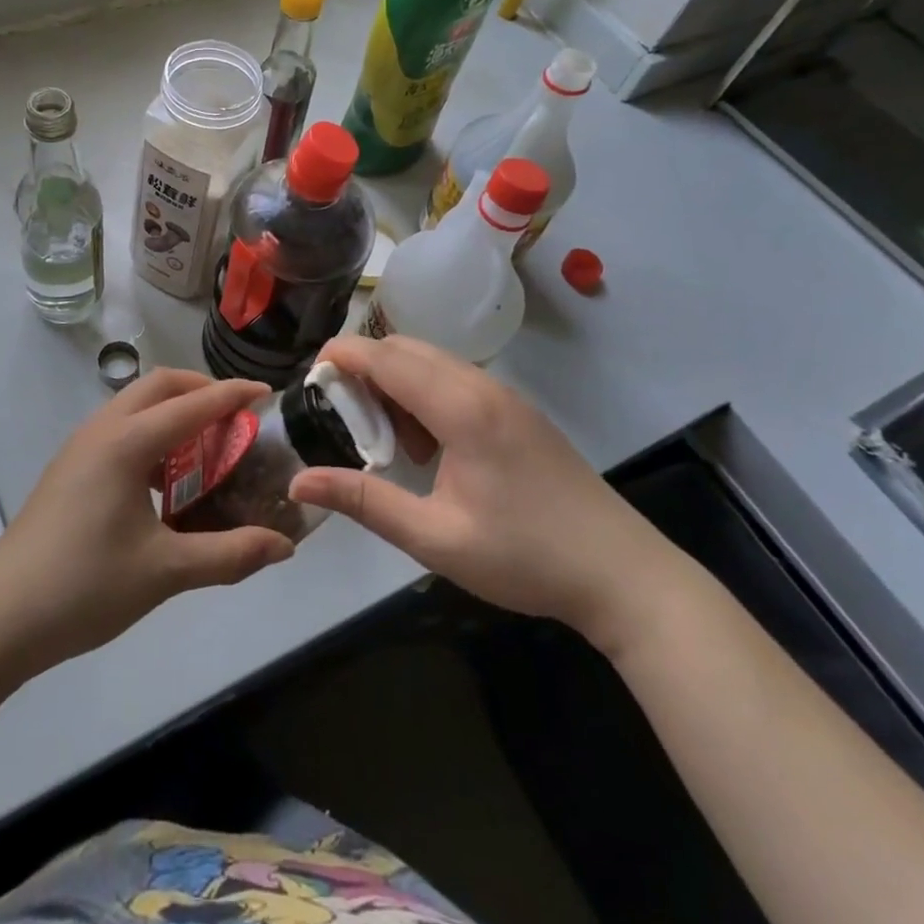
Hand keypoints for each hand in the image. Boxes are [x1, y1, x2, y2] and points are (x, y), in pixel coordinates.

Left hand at [0, 369, 294, 674]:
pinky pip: (120, 428)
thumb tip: (284, 547)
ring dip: (174, 410)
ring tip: (208, 444)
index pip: (191, 404)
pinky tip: (166, 477)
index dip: (232, 395)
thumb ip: (229, 554)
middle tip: (236, 416)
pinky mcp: (69, 468)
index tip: (267, 393)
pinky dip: (152, 432)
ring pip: (135, 405)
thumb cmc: (84, 587)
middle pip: (159, 386)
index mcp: (126, 443)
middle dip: (201, 390)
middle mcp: (102, 430)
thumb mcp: (164, 571)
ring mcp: (80, 447)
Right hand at [288, 335, 679, 650]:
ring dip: (396, 384)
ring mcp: (505, 395)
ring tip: (389, 443)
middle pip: (406, 349)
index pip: (386, 357)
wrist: (623, 574)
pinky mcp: (517, 410)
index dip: (342, 356)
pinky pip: (455, 380)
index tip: (308, 376)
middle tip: (343, 418)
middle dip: (365, 370)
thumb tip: (299, 484)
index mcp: (461, 408)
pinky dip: (424, 394)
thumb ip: (364, 500)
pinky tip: (430, 447)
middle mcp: (482, 386)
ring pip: (431, 362)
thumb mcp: (435, 538)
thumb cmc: (524, 557)